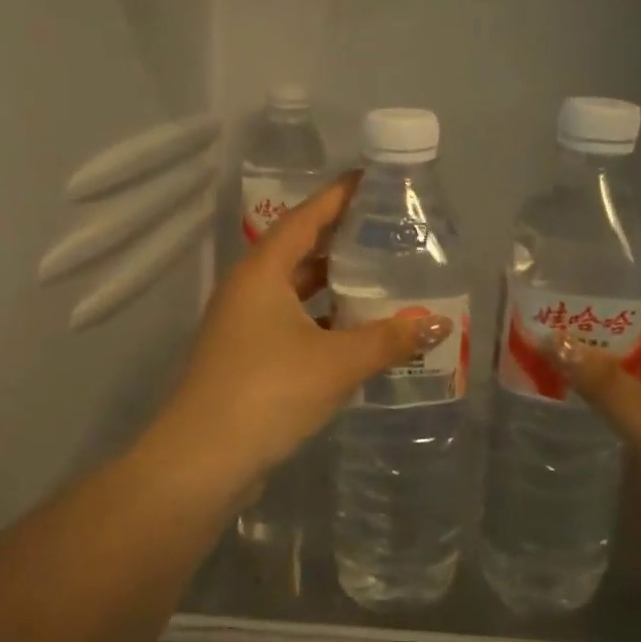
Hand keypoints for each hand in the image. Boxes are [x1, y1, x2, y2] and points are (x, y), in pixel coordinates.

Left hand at [167, 172, 451, 475]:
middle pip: (299, 250)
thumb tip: (437, 323)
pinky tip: (354, 332)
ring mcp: (242, 324)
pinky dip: (321, 319)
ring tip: (378, 278)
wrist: (203, 460)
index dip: (338, 196)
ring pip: (294, 289)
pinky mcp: (245, 356)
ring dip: (332, 284)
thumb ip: (389, 339)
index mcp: (262, 272)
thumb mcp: (337, 362)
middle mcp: (248, 289)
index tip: (371, 180)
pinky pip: (290, 321)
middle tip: (386, 231)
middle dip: (340, 239)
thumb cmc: (268, 392)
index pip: (305, 217)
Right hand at [551, 260, 640, 599]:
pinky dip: (594, 395)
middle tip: (562, 286)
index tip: (615, 249)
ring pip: (636, 376)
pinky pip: (621, 412)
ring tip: (549, 325)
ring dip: (602, 354)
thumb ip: (606, 384)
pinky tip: (557, 386)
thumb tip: (549, 337)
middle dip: (617, 312)